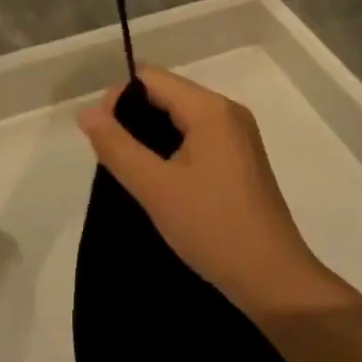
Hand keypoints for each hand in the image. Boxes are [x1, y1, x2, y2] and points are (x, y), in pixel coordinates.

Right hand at [78, 68, 348, 320]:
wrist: (276, 282)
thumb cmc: (213, 229)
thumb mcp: (155, 188)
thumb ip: (117, 146)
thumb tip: (86, 112)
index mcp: (210, 108)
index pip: (151, 79)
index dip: (119, 98)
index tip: (101, 136)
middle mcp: (227, 111)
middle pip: (167, 94)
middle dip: (134, 117)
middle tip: (112, 156)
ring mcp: (239, 135)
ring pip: (181, 117)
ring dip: (152, 135)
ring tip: (132, 170)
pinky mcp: (242, 159)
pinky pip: (197, 136)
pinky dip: (173, 148)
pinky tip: (160, 179)